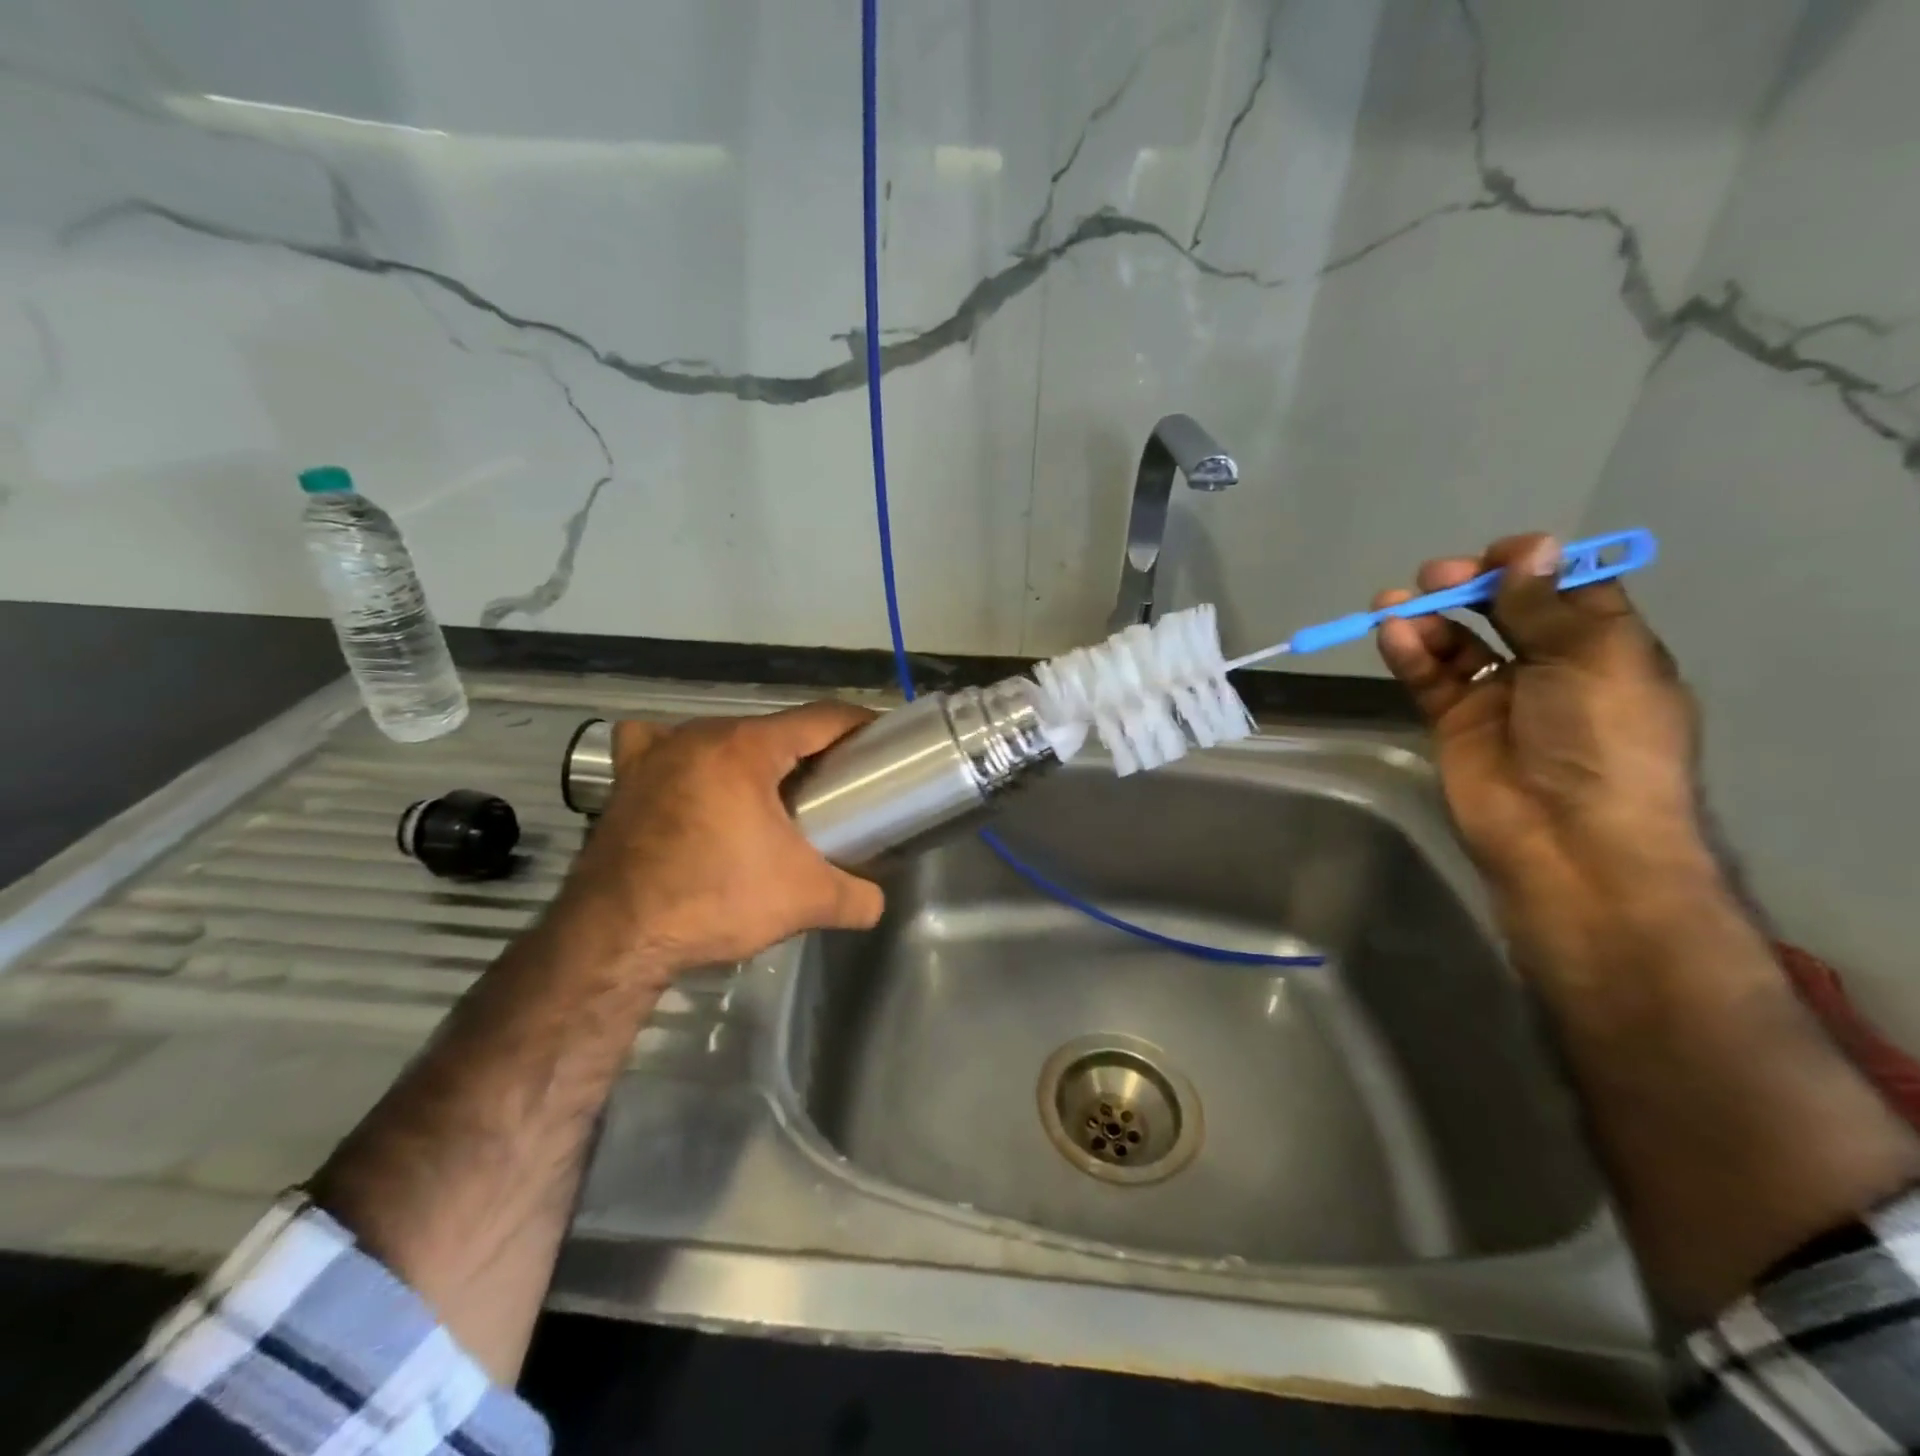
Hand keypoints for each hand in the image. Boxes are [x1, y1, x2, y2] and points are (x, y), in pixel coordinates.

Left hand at [559, 702, 885, 976]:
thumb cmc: (715, 900)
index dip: (859, 725)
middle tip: (834, 789)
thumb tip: (875, 902)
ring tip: (767, 797)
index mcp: (747, 748)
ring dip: (751, 755)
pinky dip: (678, 756)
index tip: (881, 743)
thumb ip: (857, 898)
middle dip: (809, 751)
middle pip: (773, 728)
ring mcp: (655, 753)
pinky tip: (688, 783)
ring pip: (721, 736)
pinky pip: (656, 746)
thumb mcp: (805, 900)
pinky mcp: (624, 780)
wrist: (615, 938)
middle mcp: (699, 735)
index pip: (822, 718)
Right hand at [1373, 533, 1708, 904]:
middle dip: (1470, 586)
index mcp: (1605, 647)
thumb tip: (1533, 546)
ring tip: (1392, 603)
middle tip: (1435, 577)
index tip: (1498, 556)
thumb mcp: (1591, 659)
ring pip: (1458, 642)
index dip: (1533, 565)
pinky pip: (1430, 677)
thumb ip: (1547, 604)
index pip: (1566, 589)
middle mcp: (1552, 666)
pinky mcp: (1453, 723)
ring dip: (1428, 617)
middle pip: (1505, 610)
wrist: (1569, 838)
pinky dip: (1410, 653)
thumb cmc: (1602, 739)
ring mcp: (1498, 696)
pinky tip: (1391, 634)